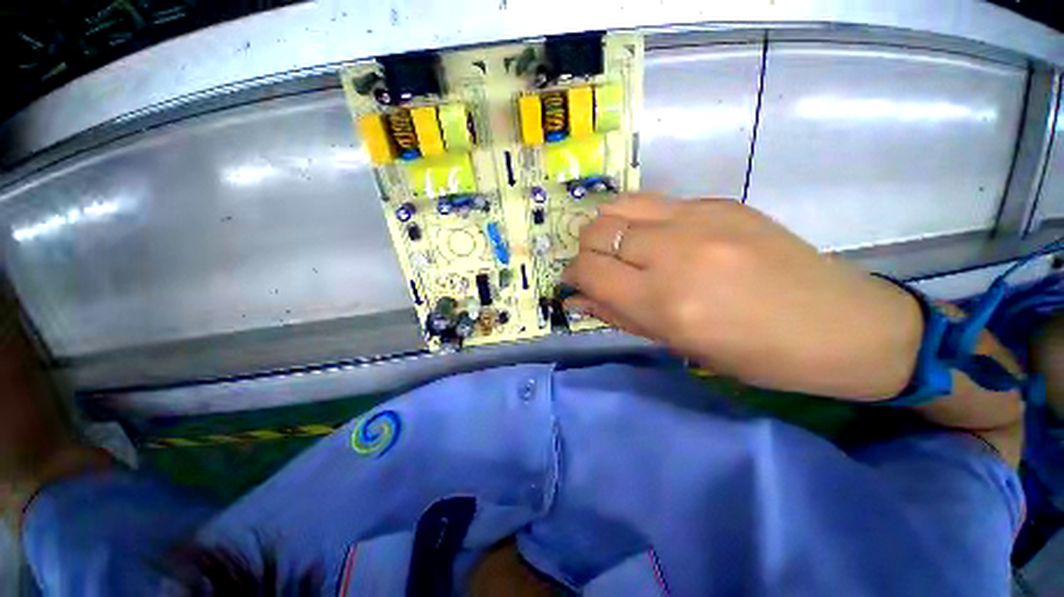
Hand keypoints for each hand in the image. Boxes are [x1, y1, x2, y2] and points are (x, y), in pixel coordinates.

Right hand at [562, 194, 923, 399]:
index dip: (573, 276)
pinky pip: (654, 202)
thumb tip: (575, 298)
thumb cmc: (753, 354)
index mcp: (664, 300)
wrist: (839, 323)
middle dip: (586, 252)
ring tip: (619, 248)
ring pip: (619, 206)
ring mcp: (699, 217)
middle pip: (597, 231)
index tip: (575, 284)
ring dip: (606, 229)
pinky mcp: (719, 202)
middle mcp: (675, 251)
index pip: (589, 270)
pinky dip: (638, 220)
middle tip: (599, 269)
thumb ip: (617, 315)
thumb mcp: (676, 344)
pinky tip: (656, 239)